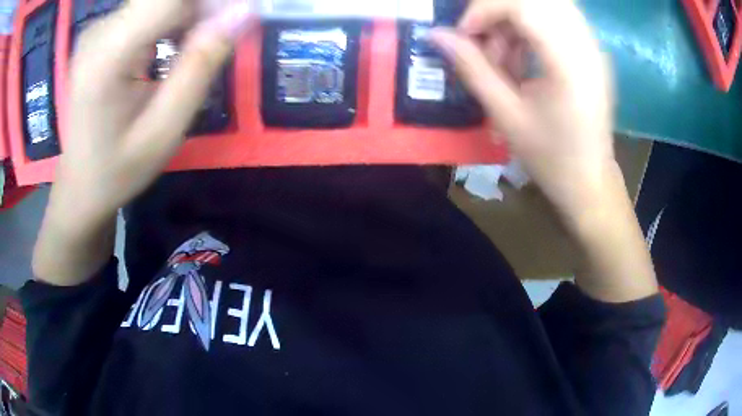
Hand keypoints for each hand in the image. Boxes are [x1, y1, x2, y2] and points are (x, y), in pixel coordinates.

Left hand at [33, 0, 252, 284]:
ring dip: (187, 13)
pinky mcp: (102, 33)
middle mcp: (100, 31)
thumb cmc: (118, 170)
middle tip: (216, 38)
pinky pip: (146, 9)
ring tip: (192, 50)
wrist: (80, 186)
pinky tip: (172, 47)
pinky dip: (170, 18)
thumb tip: (242, 13)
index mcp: (108, 56)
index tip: (236, 19)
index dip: (210, 2)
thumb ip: (200, 66)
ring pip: (156, 1)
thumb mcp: (164, 130)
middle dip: (200, 8)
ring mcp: (98, 29)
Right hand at [431, 0, 657, 301]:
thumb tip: (436, 35)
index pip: (524, 6)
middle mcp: (586, 46)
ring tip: (502, 54)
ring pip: (548, 5)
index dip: (485, 9)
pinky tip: (521, 56)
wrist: (590, 182)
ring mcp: (592, 47)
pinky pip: (556, 19)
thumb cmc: (550, 158)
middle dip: (499, 10)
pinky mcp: (591, 52)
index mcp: (569, 64)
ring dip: (514, 18)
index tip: (465, 34)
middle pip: (538, 0)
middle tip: (482, 38)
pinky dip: (530, 27)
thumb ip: (471, 68)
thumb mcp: (505, 115)